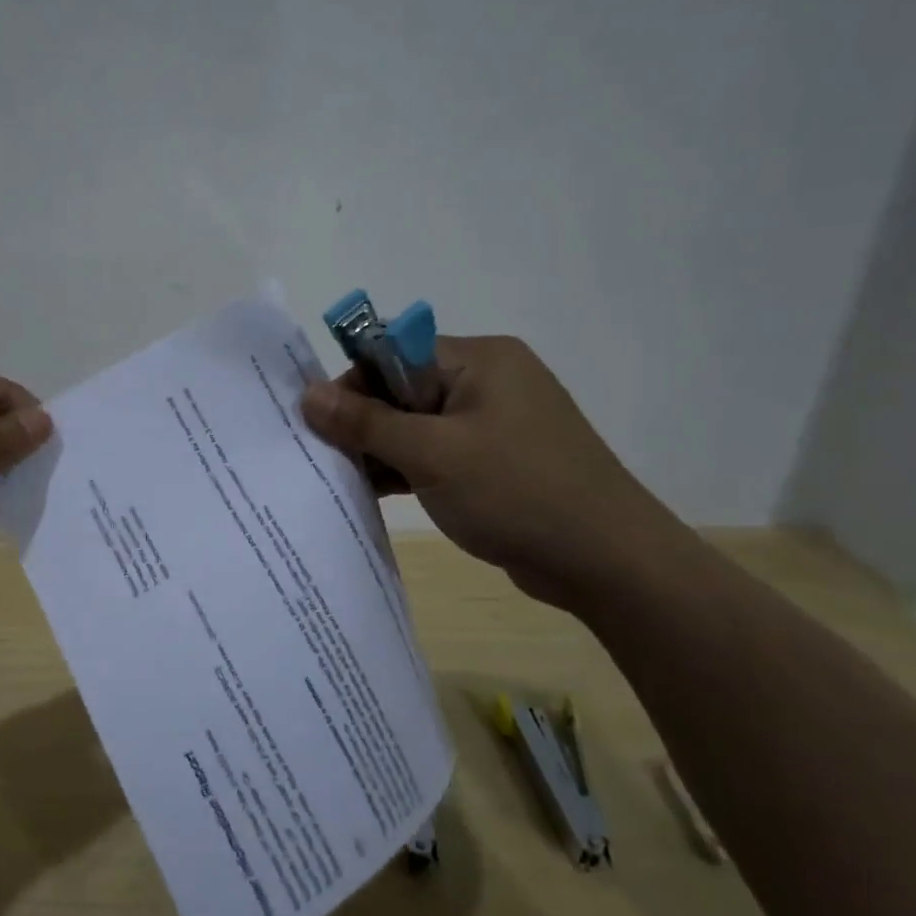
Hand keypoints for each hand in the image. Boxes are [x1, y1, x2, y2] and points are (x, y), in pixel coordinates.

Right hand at [300, 336, 684, 610]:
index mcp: (480, 359)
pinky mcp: (498, 462)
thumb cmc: (517, 492)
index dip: (353, 383)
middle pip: (404, 388)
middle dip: (364, 421)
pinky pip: (439, 453)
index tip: (320, 423)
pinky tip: (374, 492)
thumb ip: (366, 422)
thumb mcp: (432, 454)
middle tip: (328, 458)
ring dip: (383, 449)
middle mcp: (489, 381)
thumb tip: (307, 394)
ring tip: (343, 479)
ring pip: (419, 424)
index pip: (395, 352)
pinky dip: (409, 469)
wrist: (609, 563)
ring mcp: (496, 424)